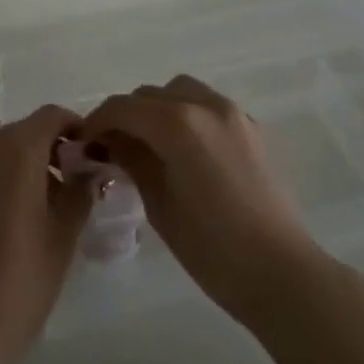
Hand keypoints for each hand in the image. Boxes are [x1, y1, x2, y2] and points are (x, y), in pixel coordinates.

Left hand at [0, 104, 92, 363]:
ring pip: (4, 152)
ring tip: (52, 206)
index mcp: (16, 149)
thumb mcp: (64, 232)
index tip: (95, 156)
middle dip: (55, 149)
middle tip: (79, 184)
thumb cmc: (22, 276)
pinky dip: (7, 179)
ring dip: (30, 165)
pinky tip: (20, 218)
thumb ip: (80, 190)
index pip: (52, 116)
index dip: (77, 128)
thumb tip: (88, 171)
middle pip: (27, 132)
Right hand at [82, 76, 321, 323]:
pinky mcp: (251, 128)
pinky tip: (182, 150)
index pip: (123, 107)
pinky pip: (206, 106)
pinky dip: (186, 115)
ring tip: (147, 145)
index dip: (97, 122)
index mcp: (178, 123)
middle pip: (150, 94)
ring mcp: (233, 113)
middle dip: (126, 115)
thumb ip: (131, 160)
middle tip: (111, 148)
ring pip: (180, 92)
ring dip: (156, 109)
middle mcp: (206, 105)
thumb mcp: (158, 203)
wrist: (279, 271)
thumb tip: (108, 141)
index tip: (83, 144)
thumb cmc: (210, 246)